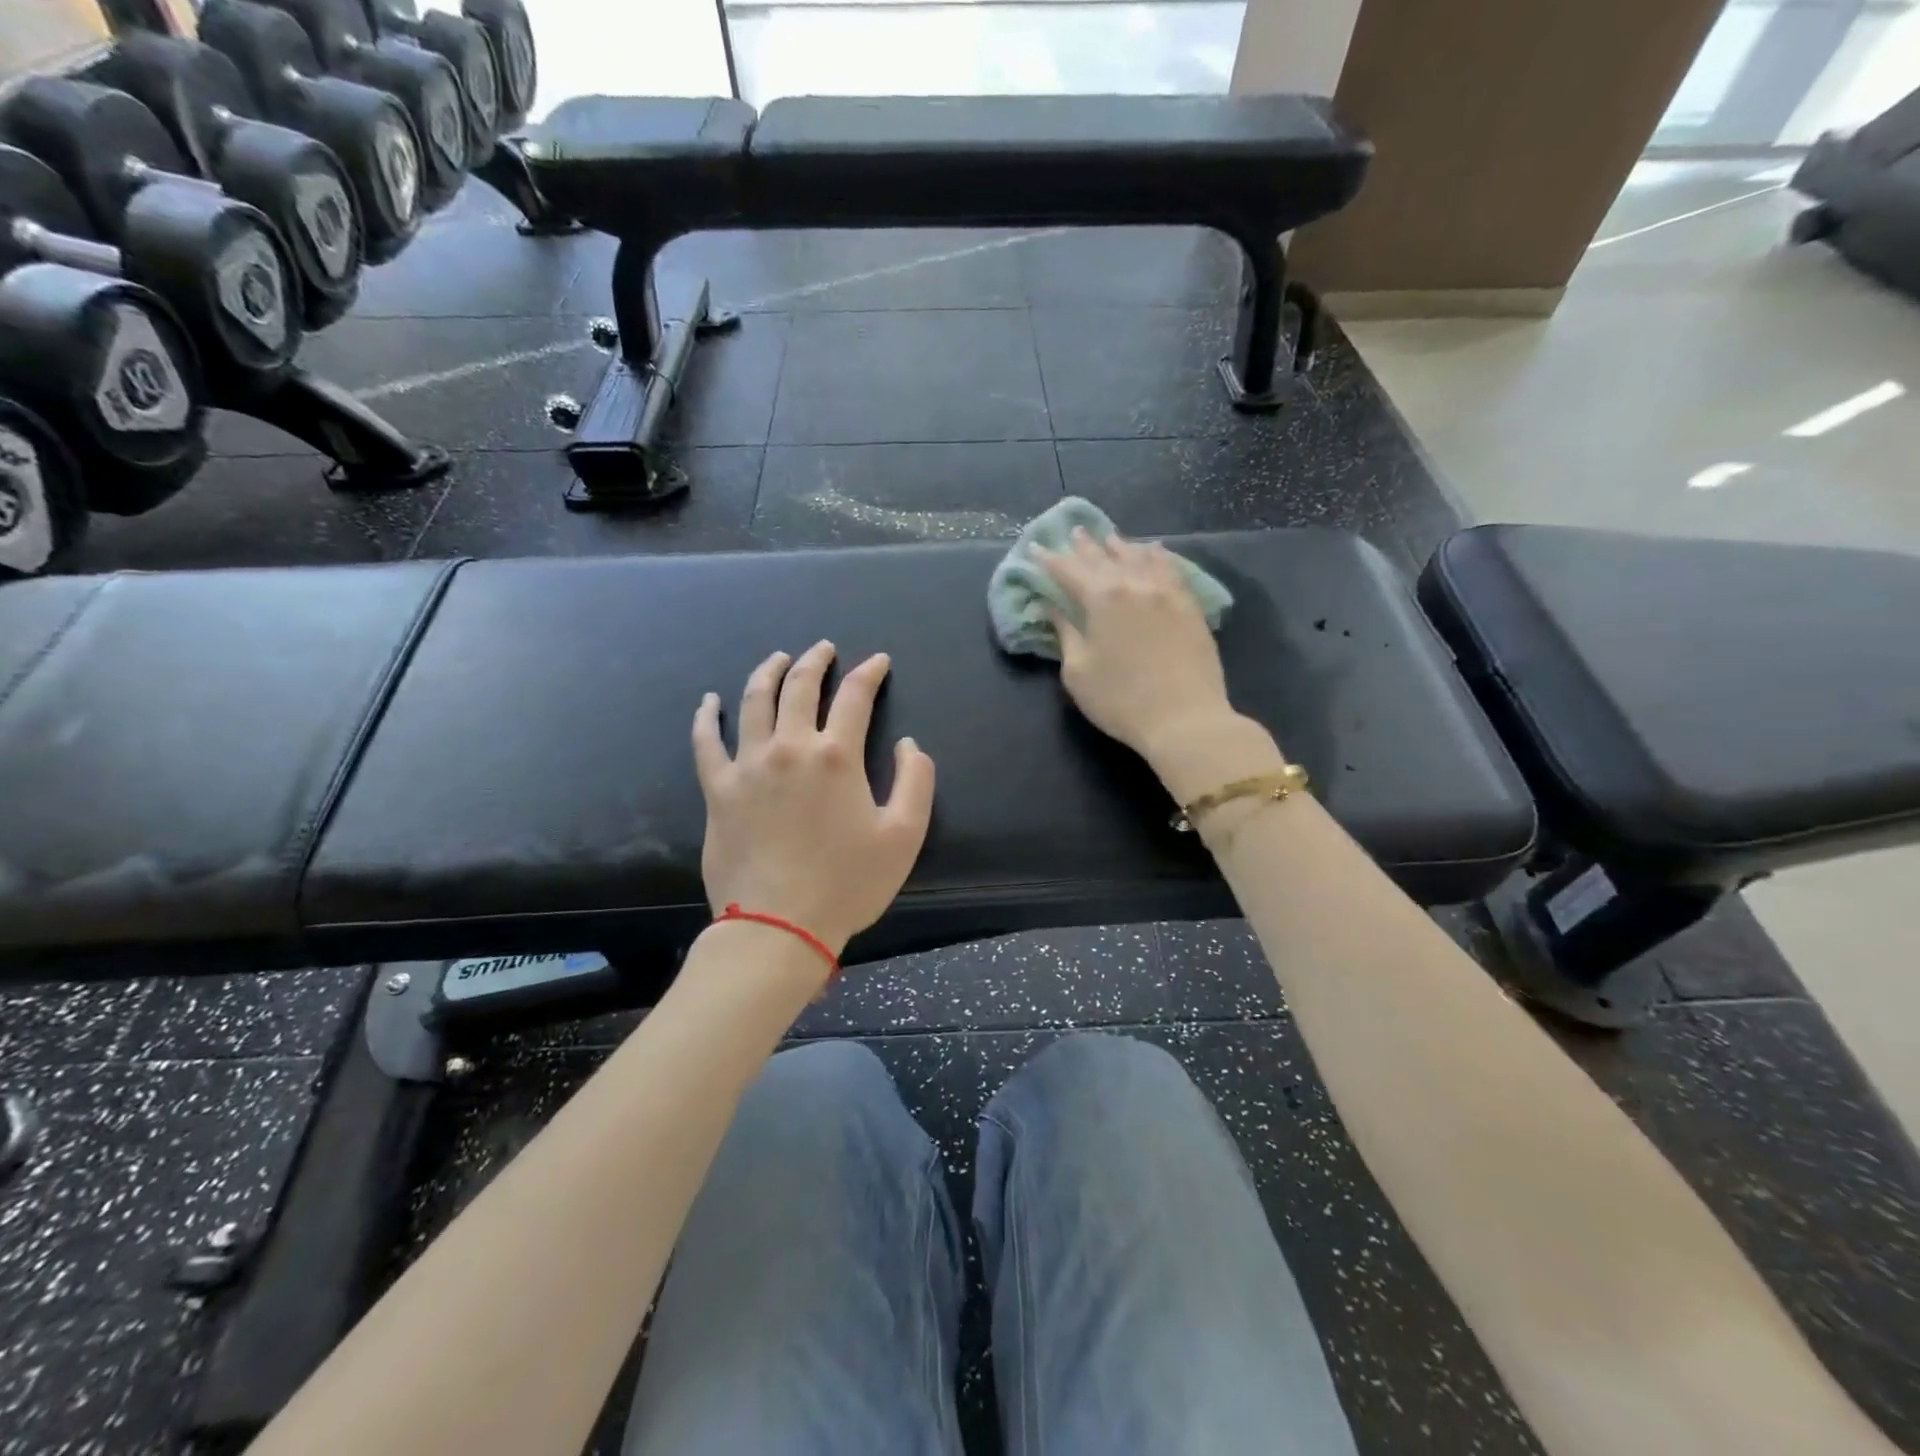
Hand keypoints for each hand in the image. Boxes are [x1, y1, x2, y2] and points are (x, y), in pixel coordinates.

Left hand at [692, 641, 936, 954]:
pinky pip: (706, 741)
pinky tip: (709, 701)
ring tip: (778, 658)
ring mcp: (748, 765)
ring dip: (768, 672)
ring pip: (754, 701)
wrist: (778, 926)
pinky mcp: (718, 789)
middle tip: (824, 648)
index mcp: (836, 756)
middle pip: (800, 687)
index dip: (869, 673)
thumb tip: (909, 745)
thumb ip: (915, 781)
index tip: (878, 661)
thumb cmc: (847, 884)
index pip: (855, 697)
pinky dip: (706, 717)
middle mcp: (790, 747)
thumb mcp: (904, 836)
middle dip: (815, 661)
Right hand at [1037, 528, 1237, 761]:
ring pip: (1139, 557)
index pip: (1069, 570)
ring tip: (1109, 537)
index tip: (1035, 548)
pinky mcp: (1189, 605)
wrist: (1185, 719)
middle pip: (1104, 557)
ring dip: (1120, 546)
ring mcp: (1166, 591)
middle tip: (1073, 532)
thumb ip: (1065, 634)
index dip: (1049, 559)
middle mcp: (1134, 584)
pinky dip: (1155, 556)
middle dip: (1085, 546)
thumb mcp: (1078, 672)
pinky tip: (1152, 551)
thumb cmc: (1120, 700)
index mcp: (1102, 598)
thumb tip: (1052, 608)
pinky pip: (1170, 568)